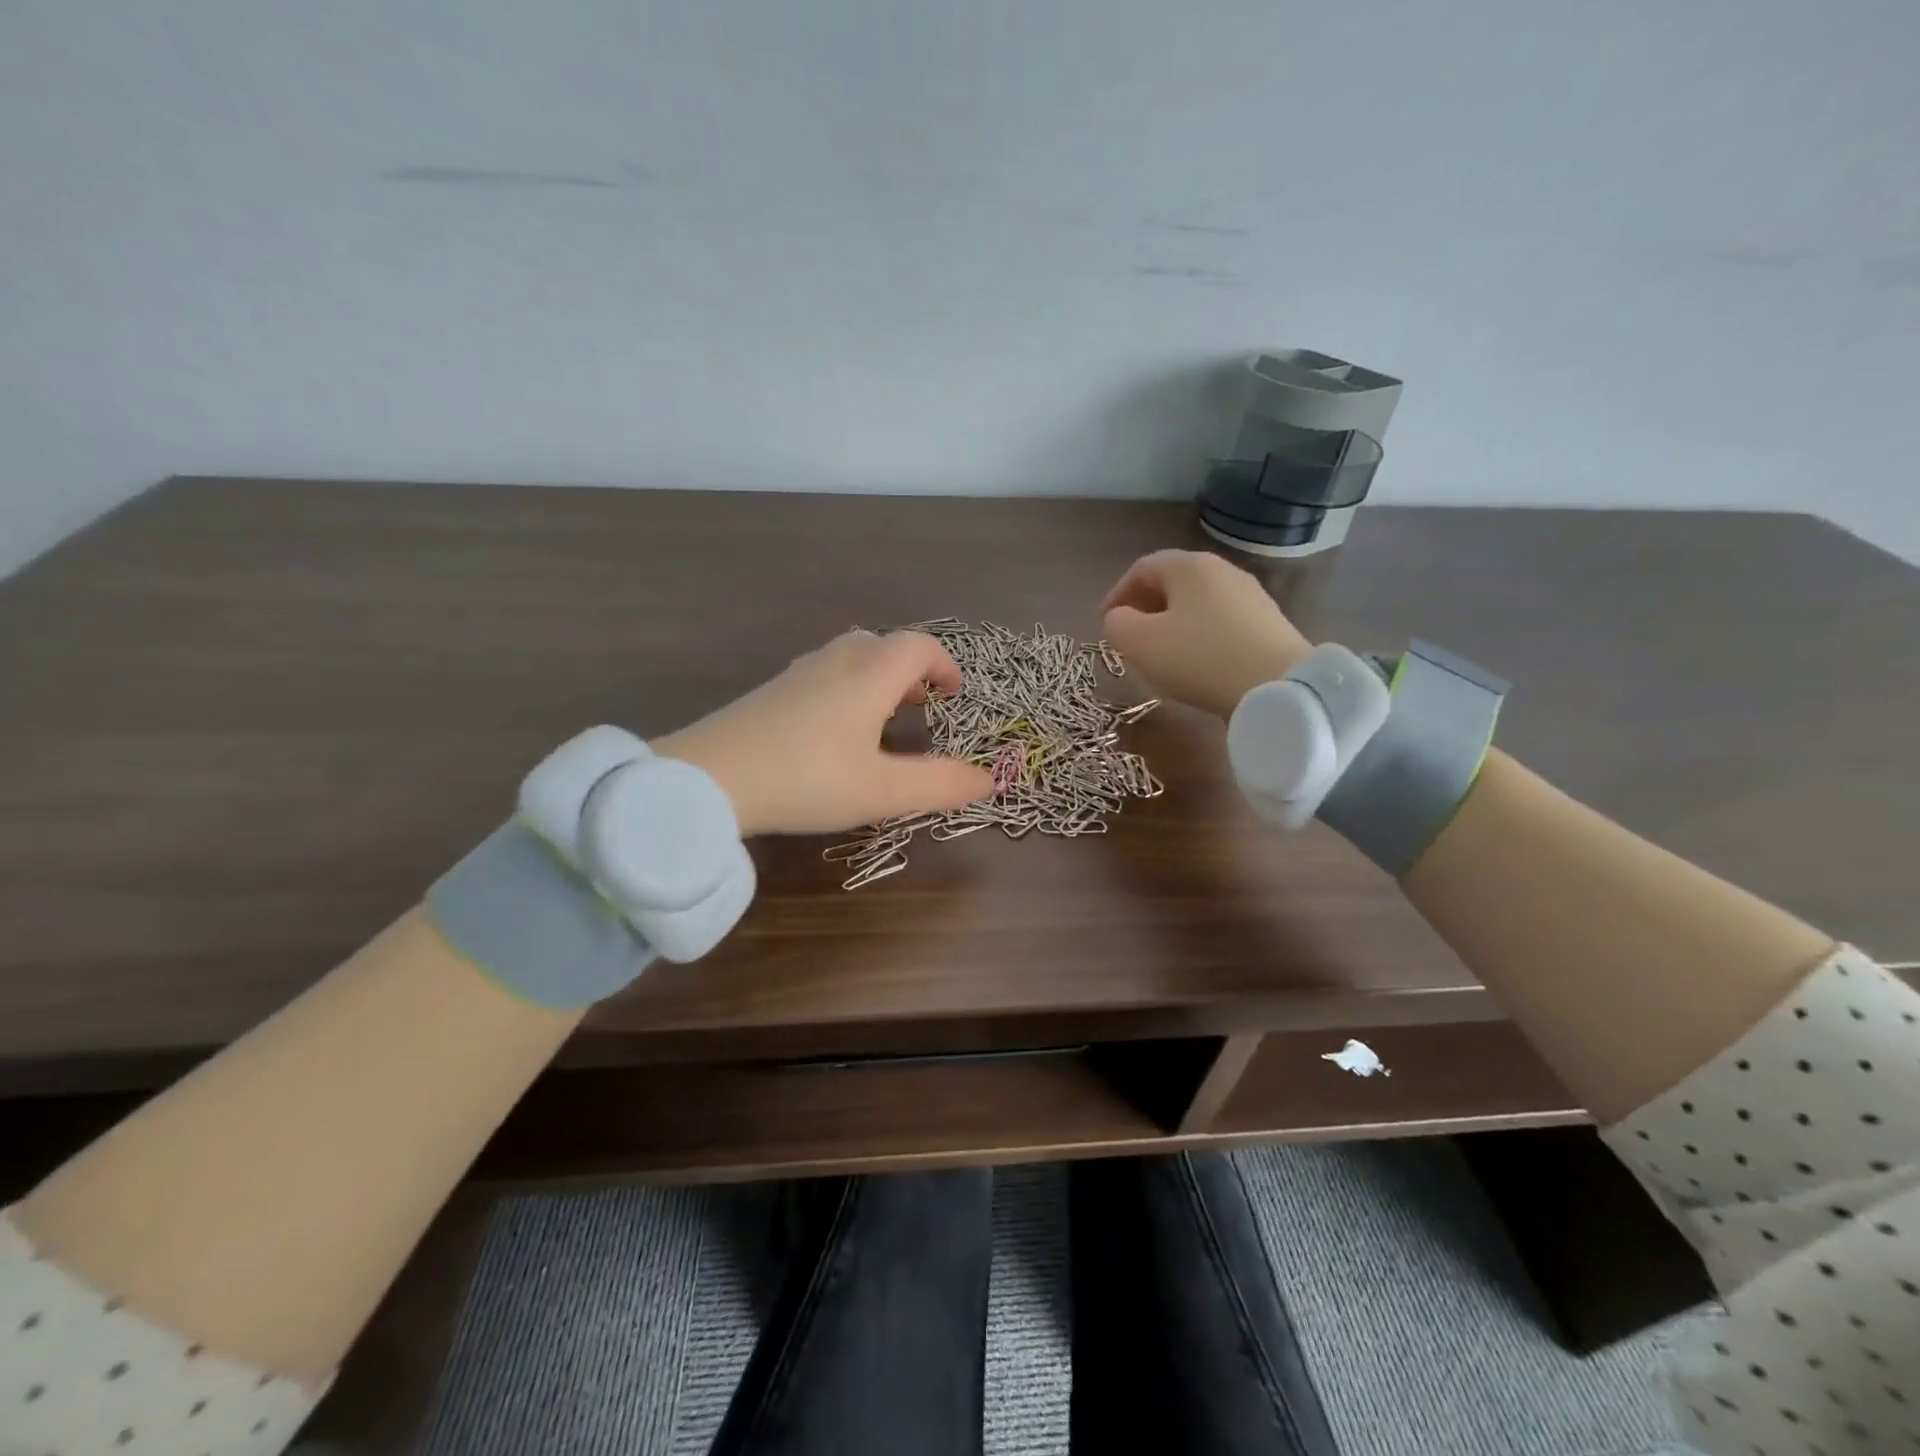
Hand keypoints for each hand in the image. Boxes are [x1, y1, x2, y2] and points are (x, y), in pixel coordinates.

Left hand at [653, 631, 993, 836]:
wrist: (706, 779)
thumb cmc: (806, 780)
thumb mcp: (882, 790)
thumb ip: (940, 784)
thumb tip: (990, 779)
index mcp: (869, 675)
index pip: (918, 646)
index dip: (945, 664)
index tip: (954, 695)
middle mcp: (834, 663)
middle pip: (882, 644)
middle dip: (910, 670)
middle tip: (921, 706)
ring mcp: (796, 675)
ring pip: (848, 658)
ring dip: (876, 678)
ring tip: (882, 720)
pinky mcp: (768, 693)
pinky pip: (821, 675)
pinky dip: (845, 690)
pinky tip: (833, 733)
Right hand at [1100, 550, 1313, 718]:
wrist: (1279, 687)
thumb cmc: (1200, 658)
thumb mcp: (1141, 644)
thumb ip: (1117, 625)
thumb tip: (1119, 618)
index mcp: (1189, 566)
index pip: (1142, 568)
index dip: (1117, 594)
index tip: (1104, 623)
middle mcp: (1221, 570)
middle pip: (1172, 583)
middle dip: (1144, 608)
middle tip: (1129, 637)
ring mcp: (1249, 595)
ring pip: (1197, 603)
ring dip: (1172, 623)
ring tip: (1160, 654)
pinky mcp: (1267, 622)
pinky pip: (1220, 621)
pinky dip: (1199, 635)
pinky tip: (1197, 663)